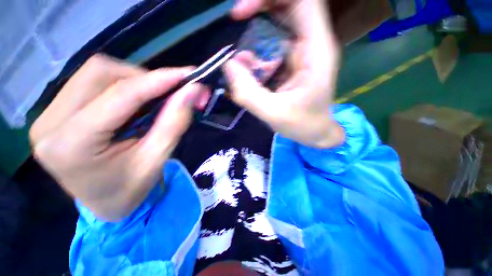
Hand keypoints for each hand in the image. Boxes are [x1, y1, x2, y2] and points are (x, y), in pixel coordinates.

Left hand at [30, 55, 208, 220]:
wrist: (105, 204)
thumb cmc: (131, 189)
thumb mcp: (157, 159)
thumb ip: (175, 122)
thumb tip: (192, 92)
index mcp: (71, 145)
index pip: (120, 95)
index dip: (157, 80)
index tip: (186, 75)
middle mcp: (50, 124)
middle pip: (100, 73)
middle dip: (143, 78)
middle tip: (170, 92)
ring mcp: (47, 116)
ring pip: (95, 73)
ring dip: (133, 81)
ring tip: (153, 99)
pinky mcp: (54, 113)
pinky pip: (91, 82)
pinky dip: (121, 86)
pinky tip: (134, 103)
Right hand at [227, 0, 343, 147]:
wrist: (314, 132)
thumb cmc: (302, 125)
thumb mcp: (273, 113)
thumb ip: (249, 92)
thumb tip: (228, 65)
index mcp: (316, 51)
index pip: (304, 1)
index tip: (242, 12)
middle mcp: (311, 45)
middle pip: (289, 6)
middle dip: (260, 8)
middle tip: (236, 20)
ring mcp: (301, 54)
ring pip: (278, 26)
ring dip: (255, 34)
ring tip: (242, 59)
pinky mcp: (291, 64)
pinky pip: (272, 47)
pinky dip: (257, 54)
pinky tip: (248, 70)